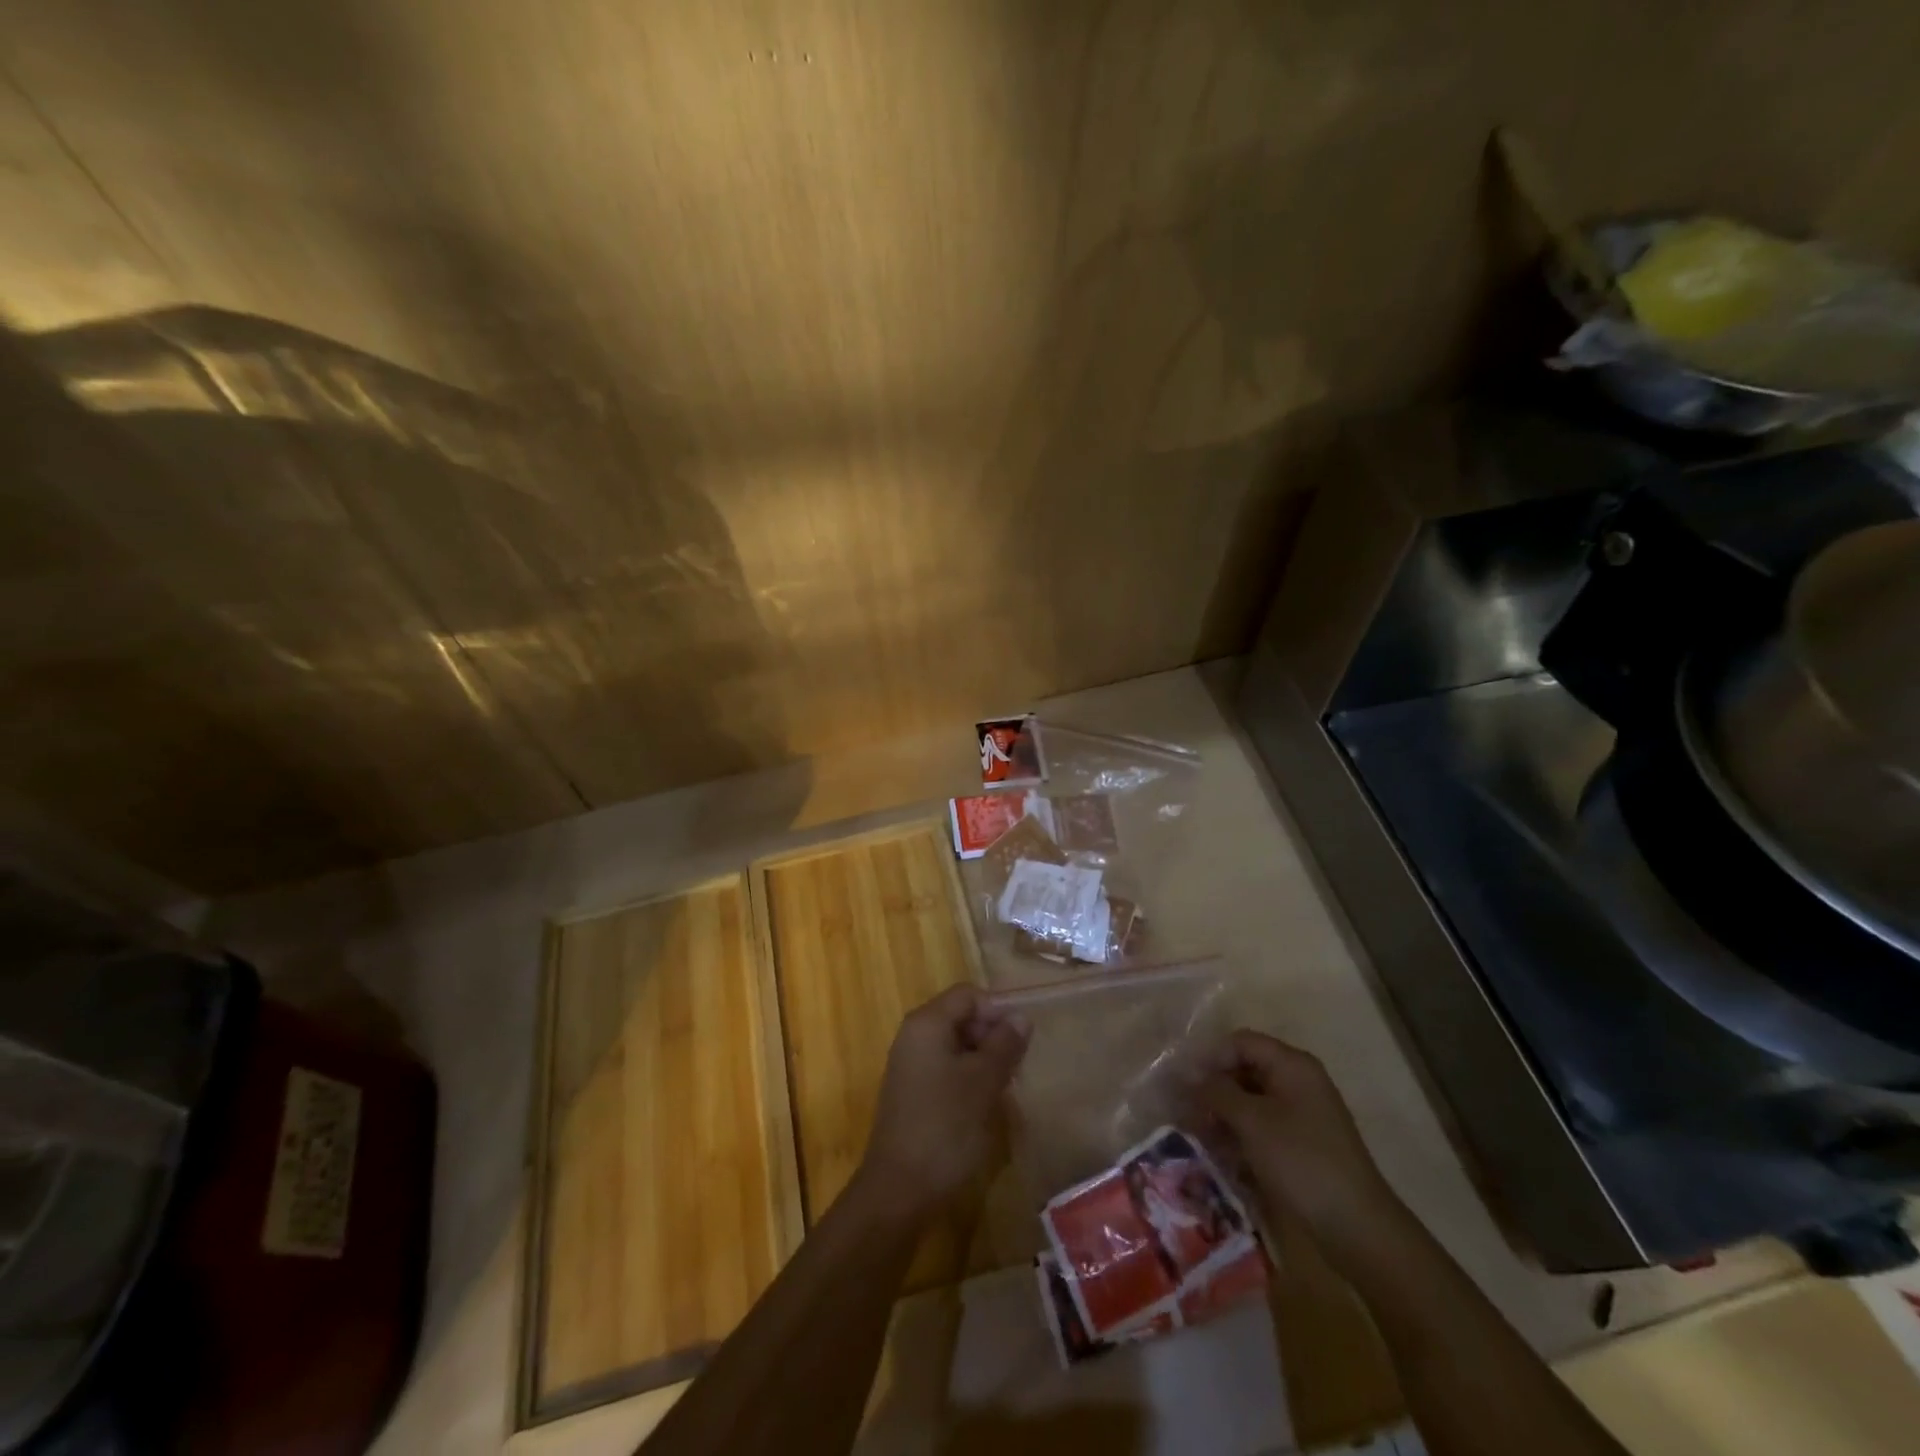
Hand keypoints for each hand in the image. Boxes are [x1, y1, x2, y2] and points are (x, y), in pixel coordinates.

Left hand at [855, 985, 1030, 1222]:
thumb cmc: (945, 1127)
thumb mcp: (983, 1082)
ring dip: (984, 1060)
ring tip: (1007, 1087)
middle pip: (961, 1017)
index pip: (968, 995)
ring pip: (956, 1046)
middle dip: (992, 1035)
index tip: (1023, 1039)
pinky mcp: (912, 1094)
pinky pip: (946, 1070)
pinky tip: (985, 1105)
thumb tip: (1020, 1017)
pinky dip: (968, 1079)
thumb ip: (1004, 1045)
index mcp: (927, 1024)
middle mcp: (914, 1037)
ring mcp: (910, 1067)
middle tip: (1018, 1065)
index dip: (998, 1010)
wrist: (899, 1192)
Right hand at [1201, 1030, 1401, 1256]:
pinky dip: (1241, 1134)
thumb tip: (1189, 1076)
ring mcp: (1302, 1113)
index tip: (1184, 1084)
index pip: (1241, 1042)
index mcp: (1292, 1065)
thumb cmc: (1301, 1161)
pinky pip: (1263, 1125)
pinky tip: (1223, 1155)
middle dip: (1214, 1088)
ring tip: (1200, 1136)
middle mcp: (1298, 1081)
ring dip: (1224, 1114)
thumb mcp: (1252, 1122)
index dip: (1210, 1057)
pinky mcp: (1302, 1143)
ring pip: (1251, 1100)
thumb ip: (1217, 1092)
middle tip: (1187, 1112)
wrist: (1357, 1227)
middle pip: (1245, 1069)